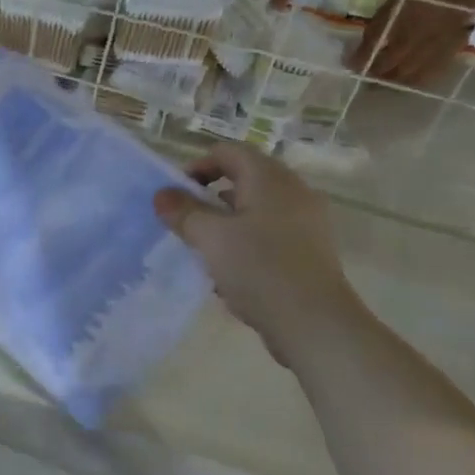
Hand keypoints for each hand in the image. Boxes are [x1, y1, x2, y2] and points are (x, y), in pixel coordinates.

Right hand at [152, 143, 357, 362]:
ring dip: (224, 224)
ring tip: (202, 252)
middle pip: (242, 180)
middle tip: (185, 225)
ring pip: (254, 210)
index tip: (176, 196)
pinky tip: (228, 273)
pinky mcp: (308, 251)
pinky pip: (268, 235)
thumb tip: (162, 194)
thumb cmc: (259, 268)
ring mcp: (305, 222)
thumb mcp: (209, 237)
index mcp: (270, 178)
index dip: (196, 167)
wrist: (313, 322)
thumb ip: (183, 212)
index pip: (228, 152)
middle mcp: (293, 192)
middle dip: (208, 199)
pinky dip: (244, 244)